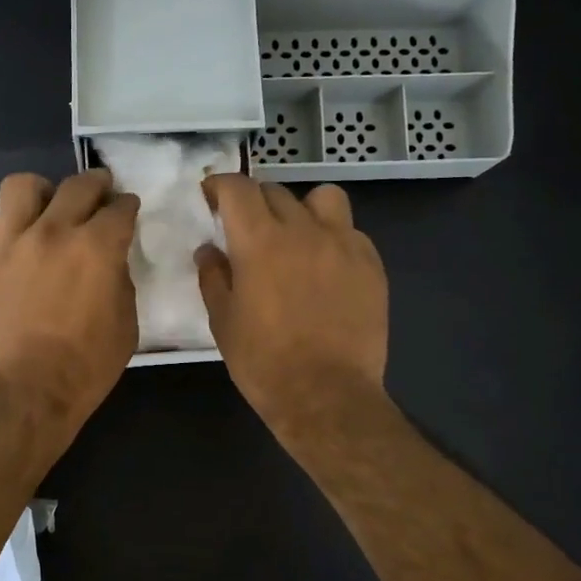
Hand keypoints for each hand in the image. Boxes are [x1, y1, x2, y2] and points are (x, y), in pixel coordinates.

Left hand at [0, 170, 140, 430]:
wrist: (24, 394)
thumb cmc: (84, 368)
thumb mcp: (125, 327)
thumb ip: (120, 283)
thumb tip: (110, 264)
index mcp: (96, 248)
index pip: (119, 208)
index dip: (128, 206)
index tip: (128, 209)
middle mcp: (52, 233)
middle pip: (76, 185)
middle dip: (96, 184)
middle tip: (100, 193)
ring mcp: (10, 245)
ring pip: (21, 187)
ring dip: (41, 192)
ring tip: (46, 207)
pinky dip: (1, 226)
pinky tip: (10, 242)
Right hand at [195, 176, 387, 434]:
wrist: (326, 395)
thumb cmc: (263, 362)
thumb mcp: (223, 322)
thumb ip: (213, 277)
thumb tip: (209, 250)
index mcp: (260, 242)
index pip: (238, 188)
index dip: (220, 185)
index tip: (211, 196)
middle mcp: (304, 230)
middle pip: (276, 191)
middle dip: (255, 201)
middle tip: (246, 226)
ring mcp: (344, 245)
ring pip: (323, 198)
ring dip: (302, 208)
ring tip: (296, 235)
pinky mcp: (371, 265)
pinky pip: (350, 232)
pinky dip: (332, 237)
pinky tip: (325, 267)